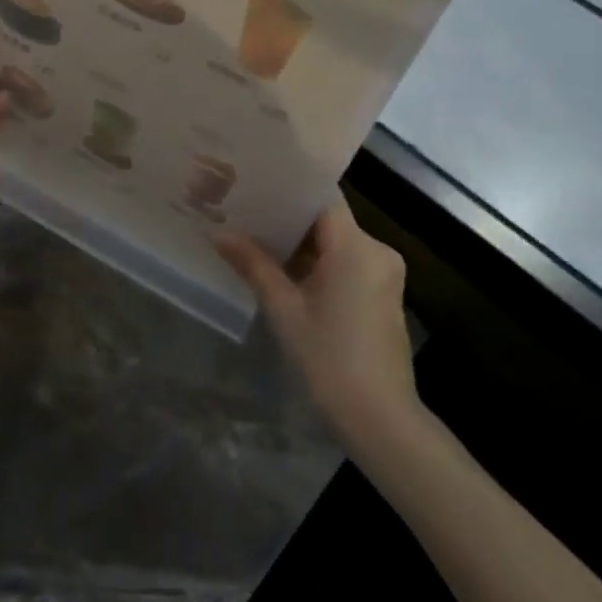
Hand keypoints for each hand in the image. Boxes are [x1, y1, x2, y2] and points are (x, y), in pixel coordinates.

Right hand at [215, 200, 418, 439]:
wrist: (381, 420)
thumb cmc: (329, 358)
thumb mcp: (283, 309)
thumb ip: (253, 265)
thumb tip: (218, 234)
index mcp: (356, 246)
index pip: (321, 196)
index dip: (288, 187)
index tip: (254, 181)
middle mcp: (377, 250)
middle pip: (327, 218)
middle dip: (287, 217)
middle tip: (244, 210)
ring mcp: (383, 274)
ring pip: (336, 242)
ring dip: (301, 243)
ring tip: (256, 236)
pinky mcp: (382, 294)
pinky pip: (346, 262)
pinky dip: (318, 262)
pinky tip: (284, 270)